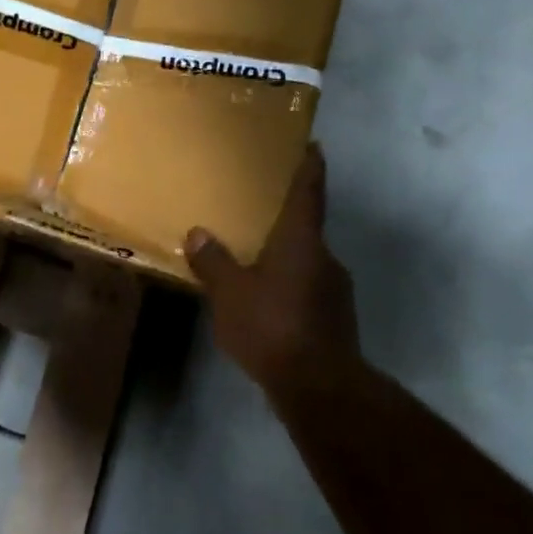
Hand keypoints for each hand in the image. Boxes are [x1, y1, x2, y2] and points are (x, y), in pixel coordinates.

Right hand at [186, 144, 363, 403]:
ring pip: (305, 261)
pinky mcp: (334, 319)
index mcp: (301, 241)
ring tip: (253, 260)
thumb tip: (198, 234)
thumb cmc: (272, 326)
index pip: (309, 192)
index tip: (312, 145)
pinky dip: (287, 286)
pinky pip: (306, 289)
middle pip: (305, 228)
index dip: (309, 167)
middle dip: (283, 219)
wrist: (319, 388)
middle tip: (256, 210)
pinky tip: (264, 302)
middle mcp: (324, 258)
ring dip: (283, 257)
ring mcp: (334, 290)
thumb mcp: (230, 293)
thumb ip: (213, 262)